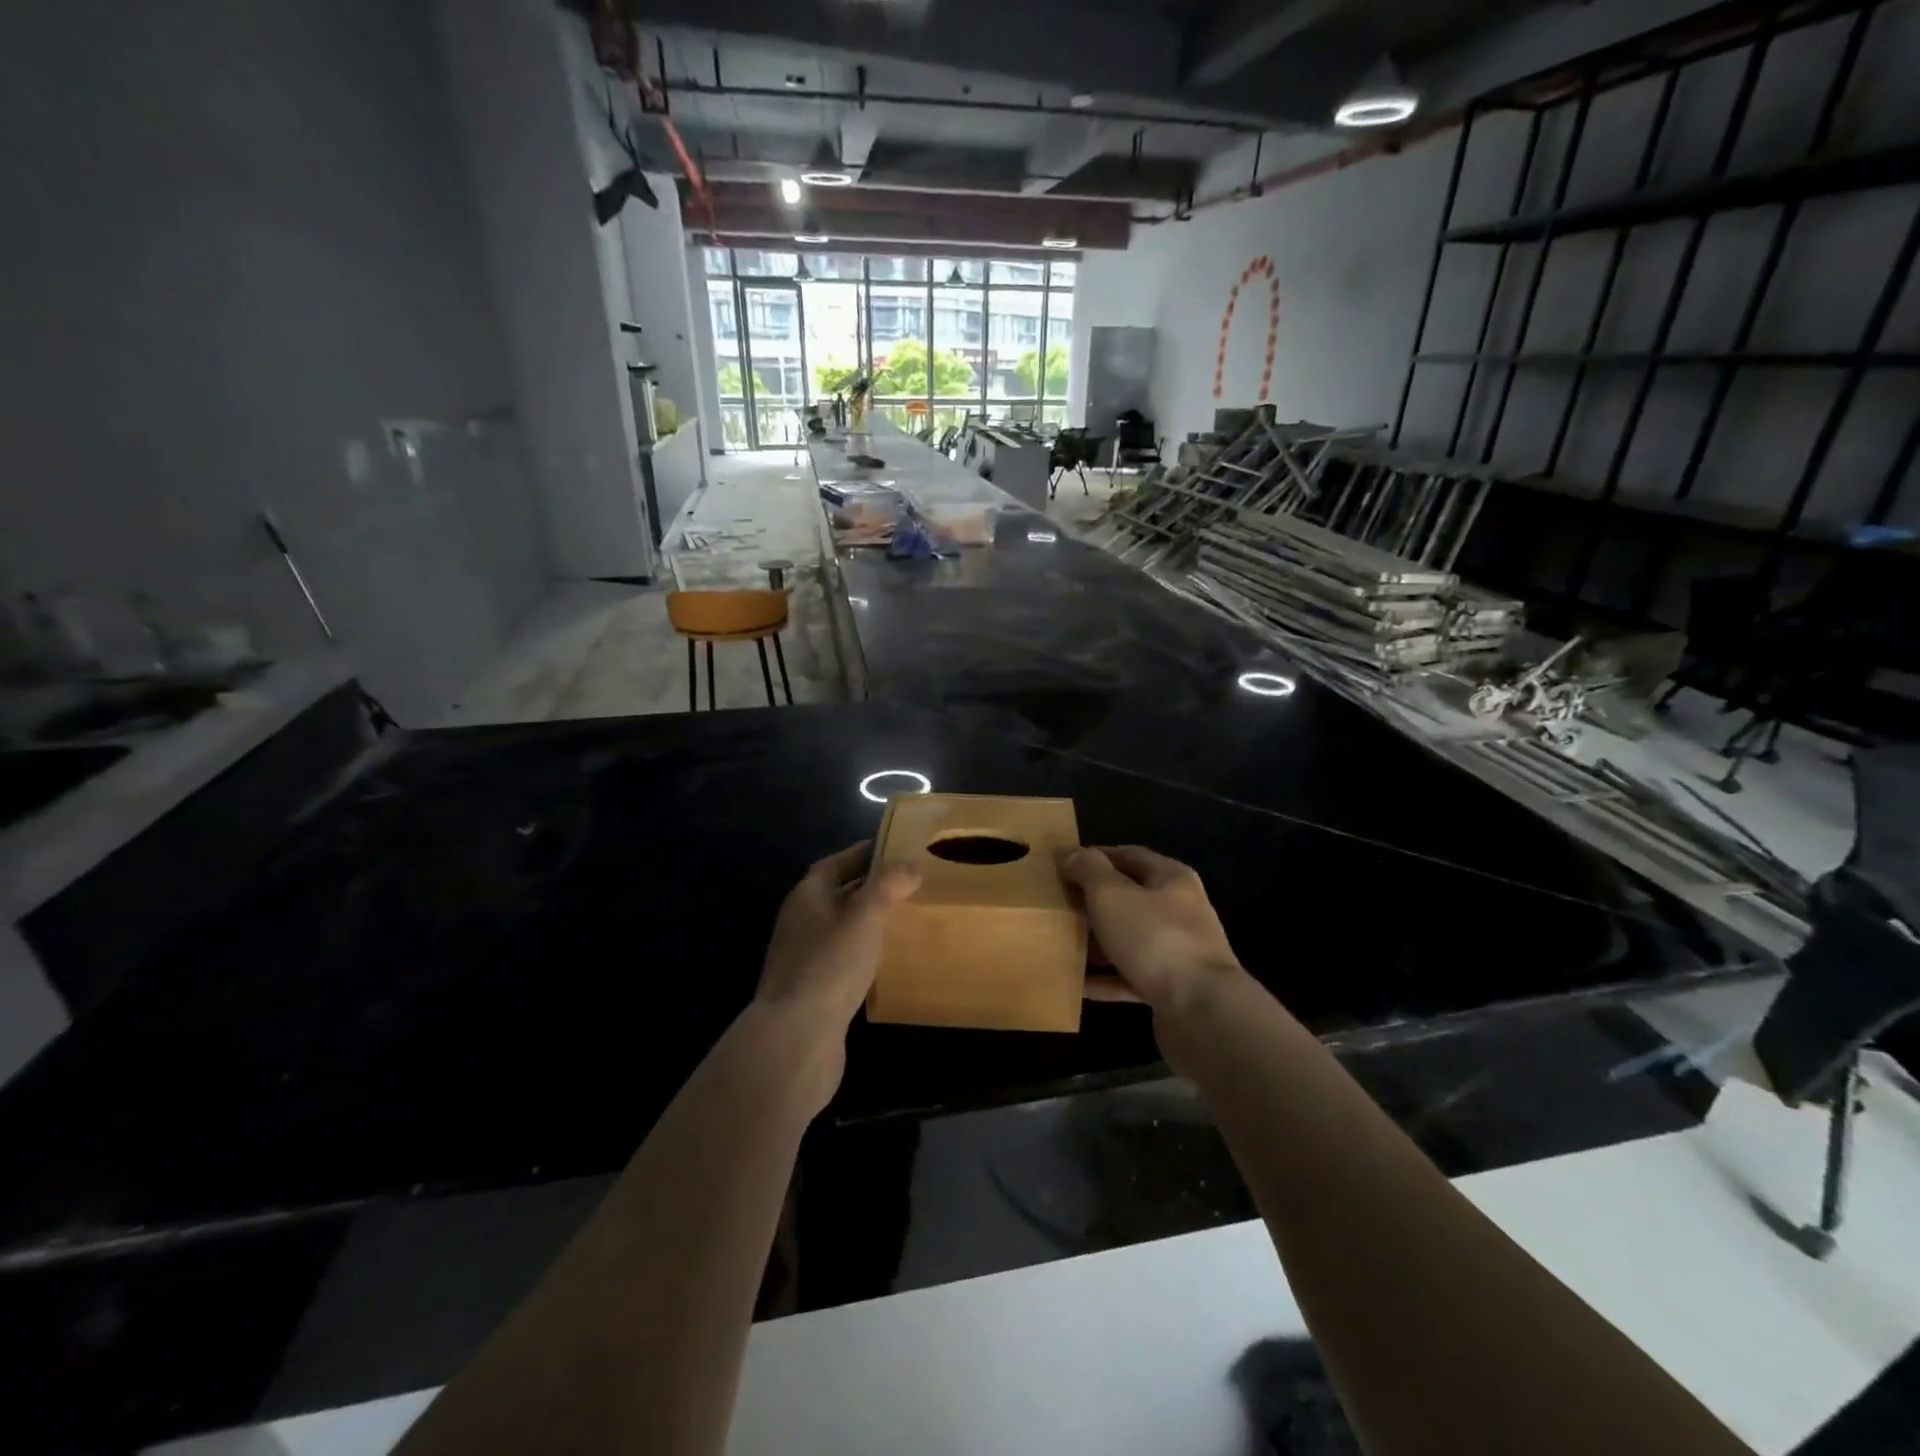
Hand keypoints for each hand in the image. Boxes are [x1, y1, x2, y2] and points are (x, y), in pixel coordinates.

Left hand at [757, 842, 920, 1034]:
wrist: (796, 1038)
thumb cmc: (830, 965)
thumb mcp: (864, 916)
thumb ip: (888, 885)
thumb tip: (909, 865)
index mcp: (807, 896)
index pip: (835, 863)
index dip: (863, 854)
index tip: (895, 849)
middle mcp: (801, 921)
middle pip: (837, 893)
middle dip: (869, 886)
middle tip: (908, 884)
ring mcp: (804, 957)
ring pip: (840, 927)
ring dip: (866, 920)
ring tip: (903, 918)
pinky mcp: (813, 989)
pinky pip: (841, 958)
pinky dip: (863, 951)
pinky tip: (886, 960)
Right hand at [1061, 846, 1244, 1016]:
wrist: (1201, 1010)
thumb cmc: (1155, 938)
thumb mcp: (1112, 895)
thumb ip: (1089, 871)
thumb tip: (1070, 852)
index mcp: (1171, 879)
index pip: (1130, 855)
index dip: (1096, 856)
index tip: (1063, 864)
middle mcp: (1180, 910)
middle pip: (1130, 898)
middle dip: (1094, 901)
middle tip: (1058, 904)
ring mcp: (1179, 951)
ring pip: (1129, 939)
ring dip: (1098, 941)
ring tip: (1061, 942)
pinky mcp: (1173, 988)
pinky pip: (1131, 976)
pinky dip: (1107, 979)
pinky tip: (1078, 984)